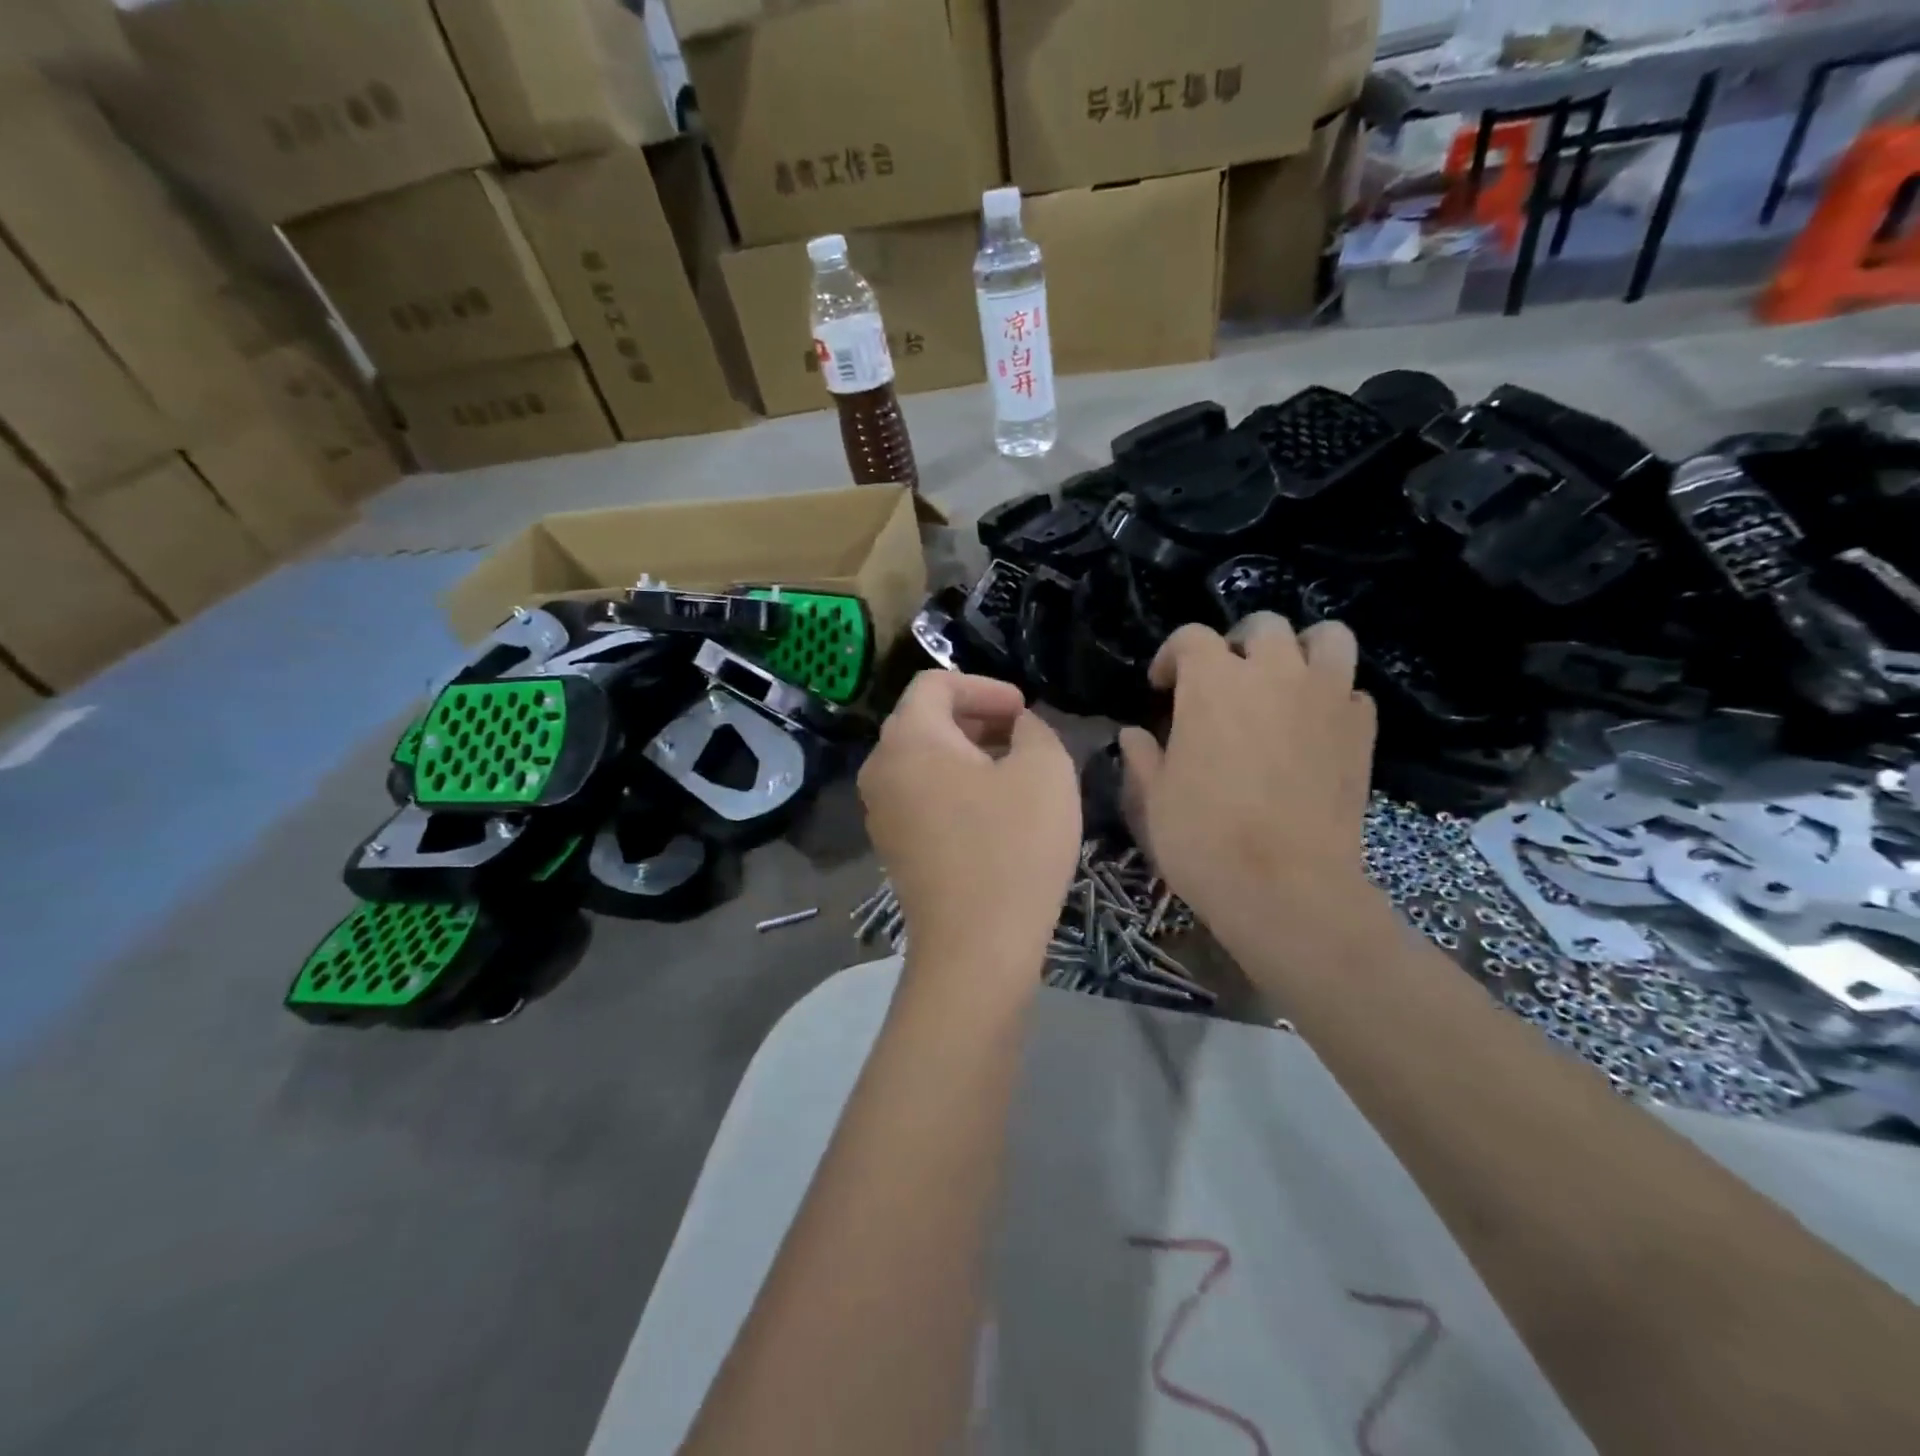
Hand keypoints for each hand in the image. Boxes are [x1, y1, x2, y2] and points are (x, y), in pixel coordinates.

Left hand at [860, 672, 1080, 983]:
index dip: (985, 686)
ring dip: (967, 753)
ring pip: (923, 760)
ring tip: (1014, 770)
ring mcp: (880, 811)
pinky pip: (920, 795)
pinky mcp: (892, 846)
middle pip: (925, 720)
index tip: (1024, 709)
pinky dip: (954, 787)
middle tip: (1023, 734)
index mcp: (909, 738)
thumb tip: (1019, 726)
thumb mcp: (1046, 770)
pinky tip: (993, 810)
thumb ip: (1035, 728)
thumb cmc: (1013, 846)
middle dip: (977, 718)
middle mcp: (881, 768)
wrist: (976, 946)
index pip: (936, 683)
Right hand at [1119, 615, 1377, 938]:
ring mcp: (1326, 697)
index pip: (1191, 637)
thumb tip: (1133, 735)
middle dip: (1237, 644)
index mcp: (1212, 684)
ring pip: (1328, 638)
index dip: (1171, 656)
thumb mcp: (1154, 799)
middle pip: (1263, 626)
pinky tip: (1313, 727)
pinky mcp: (1361, 730)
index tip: (1161, 687)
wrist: (1286, 888)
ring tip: (1283, 683)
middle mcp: (1273, 674)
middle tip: (1223, 681)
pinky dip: (1332, 697)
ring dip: (1301, 651)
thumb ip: (1144, 757)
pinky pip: (1351, 690)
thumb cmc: (1204, 839)